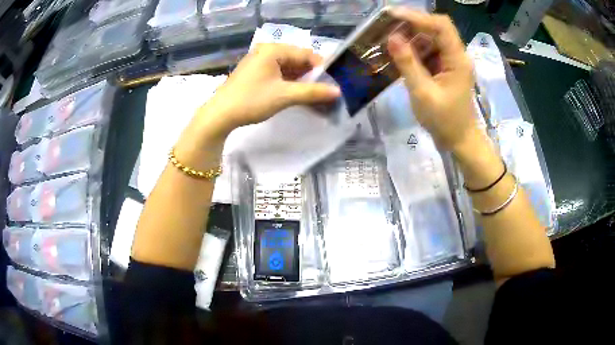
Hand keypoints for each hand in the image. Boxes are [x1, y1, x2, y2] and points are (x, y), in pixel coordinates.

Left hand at [202, 43, 340, 134]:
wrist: (220, 115)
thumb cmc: (252, 100)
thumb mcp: (284, 96)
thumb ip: (312, 92)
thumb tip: (337, 92)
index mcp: (273, 50)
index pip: (306, 54)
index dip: (322, 68)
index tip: (334, 83)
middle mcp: (266, 51)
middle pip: (297, 60)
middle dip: (311, 76)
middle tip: (324, 91)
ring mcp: (259, 61)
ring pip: (288, 68)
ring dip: (301, 81)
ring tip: (314, 95)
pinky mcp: (254, 72)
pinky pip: (278, 74)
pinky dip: (289, 83)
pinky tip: (297, 94)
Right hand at [387, 8, 475, 151]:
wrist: (459, 140)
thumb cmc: (444, 121)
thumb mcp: (423, 93)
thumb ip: (407, 63)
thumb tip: (392, 37)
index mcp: (457, 59)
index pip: (441, 26)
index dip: (417, 16)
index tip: (392, 15)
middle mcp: (456, 55)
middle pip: (435, 28)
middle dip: (411, 25)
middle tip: (386, 27)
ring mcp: (451, 61)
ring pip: (430, 38)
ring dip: (410, 37)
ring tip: (389, 40)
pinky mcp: (445, 68)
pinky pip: (429, 51)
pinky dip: (413, 49)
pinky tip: (399, 54)